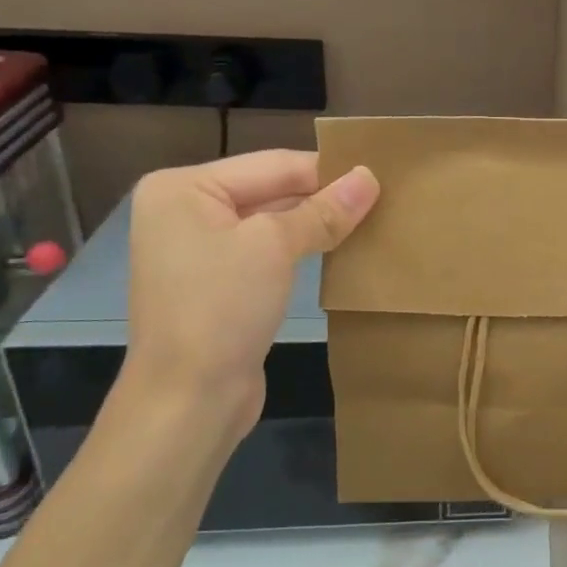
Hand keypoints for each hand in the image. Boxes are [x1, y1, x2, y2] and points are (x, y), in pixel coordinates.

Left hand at [116, 150, 378, 444]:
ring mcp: (200, 250)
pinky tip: (342, 249)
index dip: (328, 171)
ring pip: (273, 222)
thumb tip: (369, 177)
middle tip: (383, 198)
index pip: (273, 165)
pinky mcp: (219, 283)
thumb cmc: (221, 308)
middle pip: (271, 190)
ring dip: (317, 223)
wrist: (188, 401)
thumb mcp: (275, 247)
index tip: (382, 174)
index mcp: (183, 188)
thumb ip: (324, 210)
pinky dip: (302, 248)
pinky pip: (268, 252)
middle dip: (324, 197)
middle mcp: (185, 211)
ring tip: (372, 219)